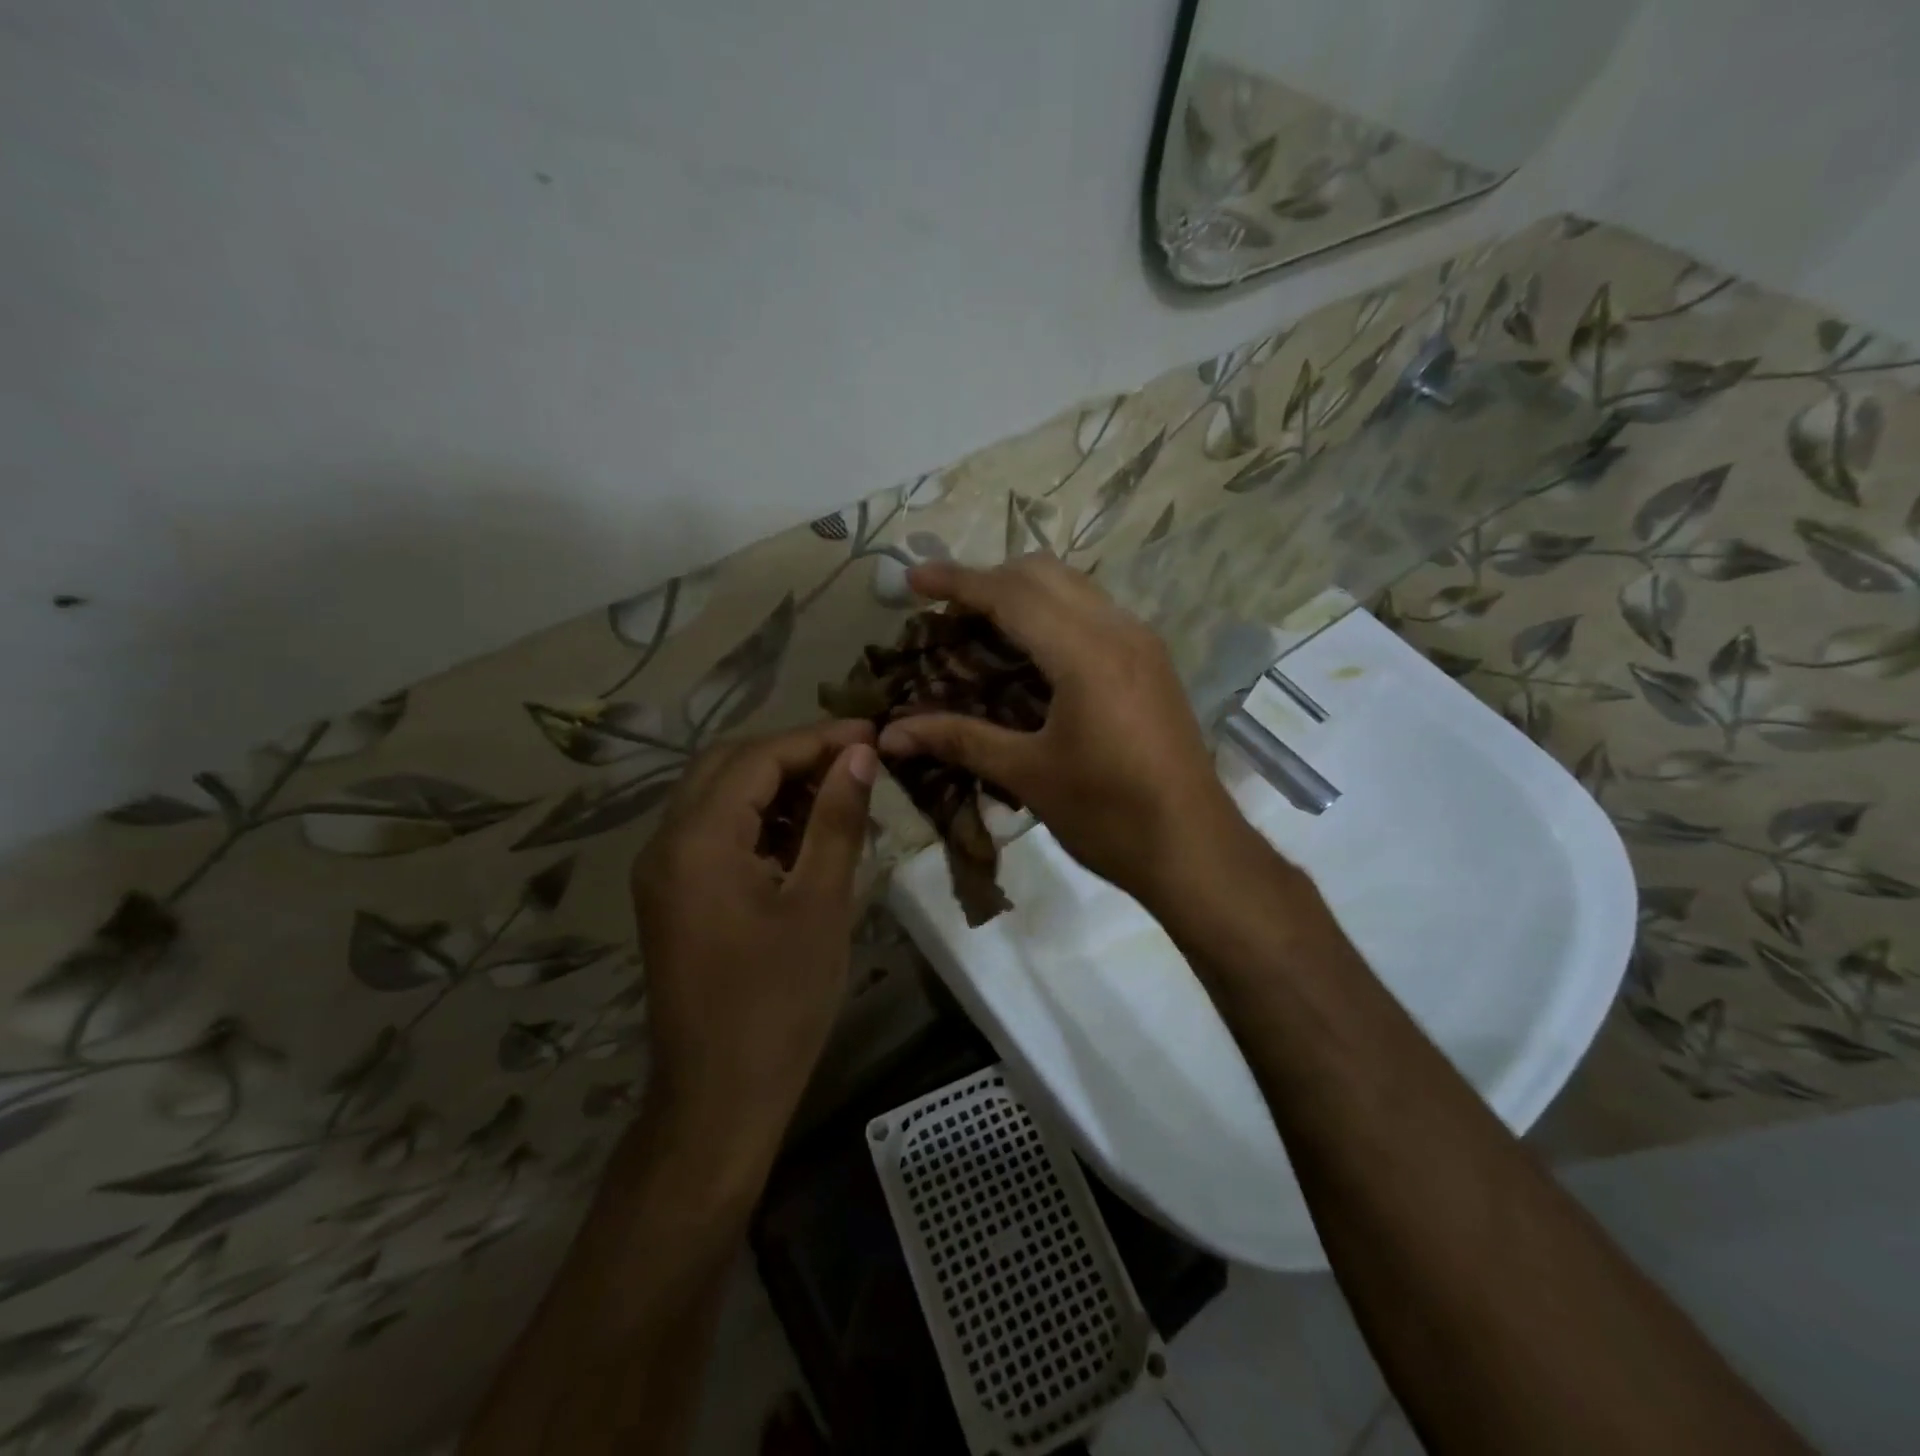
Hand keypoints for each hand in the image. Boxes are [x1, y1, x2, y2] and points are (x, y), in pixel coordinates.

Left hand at [632, 721, 877, 1185]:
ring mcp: (662, 871)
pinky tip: (803, 832)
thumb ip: (837, 819)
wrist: (719, 1097)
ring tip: (837, 790)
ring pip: (718, 795)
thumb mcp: (821, 903)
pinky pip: (713, 832)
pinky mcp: (672, 895)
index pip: (757, 758)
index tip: (871, 733)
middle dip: (793, 752)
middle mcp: (666, 843)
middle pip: (728, 765)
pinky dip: (758, 818)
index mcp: (697, 840)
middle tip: (855, 759)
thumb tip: (860, 754)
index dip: (817, 738)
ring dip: (774, 783)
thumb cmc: (779, 1002)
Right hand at [876, 557, 1239, 905]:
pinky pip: (1094, 613)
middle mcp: (1119, 631)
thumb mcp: (1028, 775)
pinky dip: (1053, 615)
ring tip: (981, 628)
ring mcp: (1142, 643)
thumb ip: (958, 740)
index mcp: (1086, 653)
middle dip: (989, 579)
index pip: (1011, 594)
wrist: (1194, 849)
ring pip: (1074, 588)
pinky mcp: (1152, 663)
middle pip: (1044, 574)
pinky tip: (1031, 655)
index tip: (911, 579)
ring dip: (1023, 594)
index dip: (957, 581)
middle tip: (946, 612)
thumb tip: (889, 736)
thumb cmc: (1109, 815)